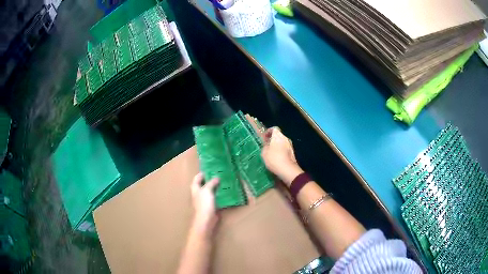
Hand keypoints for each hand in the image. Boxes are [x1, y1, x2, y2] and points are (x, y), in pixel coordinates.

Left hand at [190, 173, 219, 237]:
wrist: (206, 220)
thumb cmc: (204, 204)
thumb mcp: (207, 191)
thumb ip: (211, 183)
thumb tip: (216, 178)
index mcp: (195, 189)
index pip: (197, 178)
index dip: (202, 174)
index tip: (210, 169)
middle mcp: (199, 194)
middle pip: (204, 184)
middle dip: (211, 180)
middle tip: (219, 174)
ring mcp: (205, 200)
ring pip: (210, 191)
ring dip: (216, 187)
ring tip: (224, 182)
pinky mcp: (211, 206)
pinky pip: (216, 198)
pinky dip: (220, 194)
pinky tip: (226, 192)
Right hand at [261, 127, 302, 185]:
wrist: (287, 170)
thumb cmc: (274, 158)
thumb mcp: (264, 152)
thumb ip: (265, 146)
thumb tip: (267, 144)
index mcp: (278, 136)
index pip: (274, 129)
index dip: (268, 132)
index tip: (264, 137)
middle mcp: (286, 138)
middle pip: (278, 136)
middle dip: (272, 140)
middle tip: (266, 146)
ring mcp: (290, 146)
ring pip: (282, 143)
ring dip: (277, 146)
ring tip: (270, 153)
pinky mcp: (292, 154)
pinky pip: (285, 150)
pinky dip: (280, 152)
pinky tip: (276, 159)